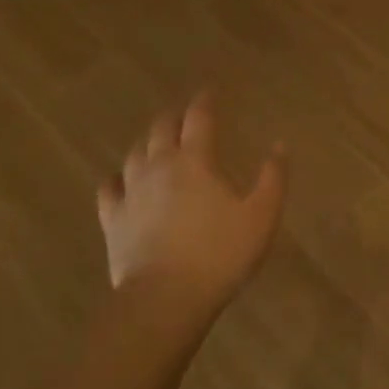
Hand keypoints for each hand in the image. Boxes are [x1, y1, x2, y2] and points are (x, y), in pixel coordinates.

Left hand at [97, 93, 286, 323]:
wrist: (166, 297)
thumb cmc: (220, 255)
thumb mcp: (261, 217)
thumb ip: (272, 178)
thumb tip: (279, 145)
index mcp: (195, 161)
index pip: (199, 118)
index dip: (205, 101)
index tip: (210, 91)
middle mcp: (159, 166)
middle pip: (161, 129)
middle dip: (174, 116)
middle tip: (183, 113)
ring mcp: (131, 191)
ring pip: (135, 152)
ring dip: (147, 141)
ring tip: (156, 141)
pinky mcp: (113, 218)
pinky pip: (109, 187)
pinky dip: (117, 177)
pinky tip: (120, 179)